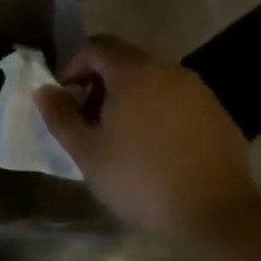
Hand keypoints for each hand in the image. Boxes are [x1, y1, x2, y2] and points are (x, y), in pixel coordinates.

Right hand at [34, 35, 255, 241]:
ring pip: (152, 82)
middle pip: (124, 62)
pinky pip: (176, 101)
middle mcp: (168, 70)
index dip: (73, 68)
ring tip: (121, 140)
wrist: (217, 213)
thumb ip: (60, 116)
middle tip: (90, 124)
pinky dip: (158, 113)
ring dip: (129, 100)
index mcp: (134, 72)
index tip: (66, 101)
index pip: (96, 47)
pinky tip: (156, 150)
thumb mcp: (87, 152)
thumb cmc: (141, 179)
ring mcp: (197, 91)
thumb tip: (43, 90)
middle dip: (100, 86)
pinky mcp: (217, 114)